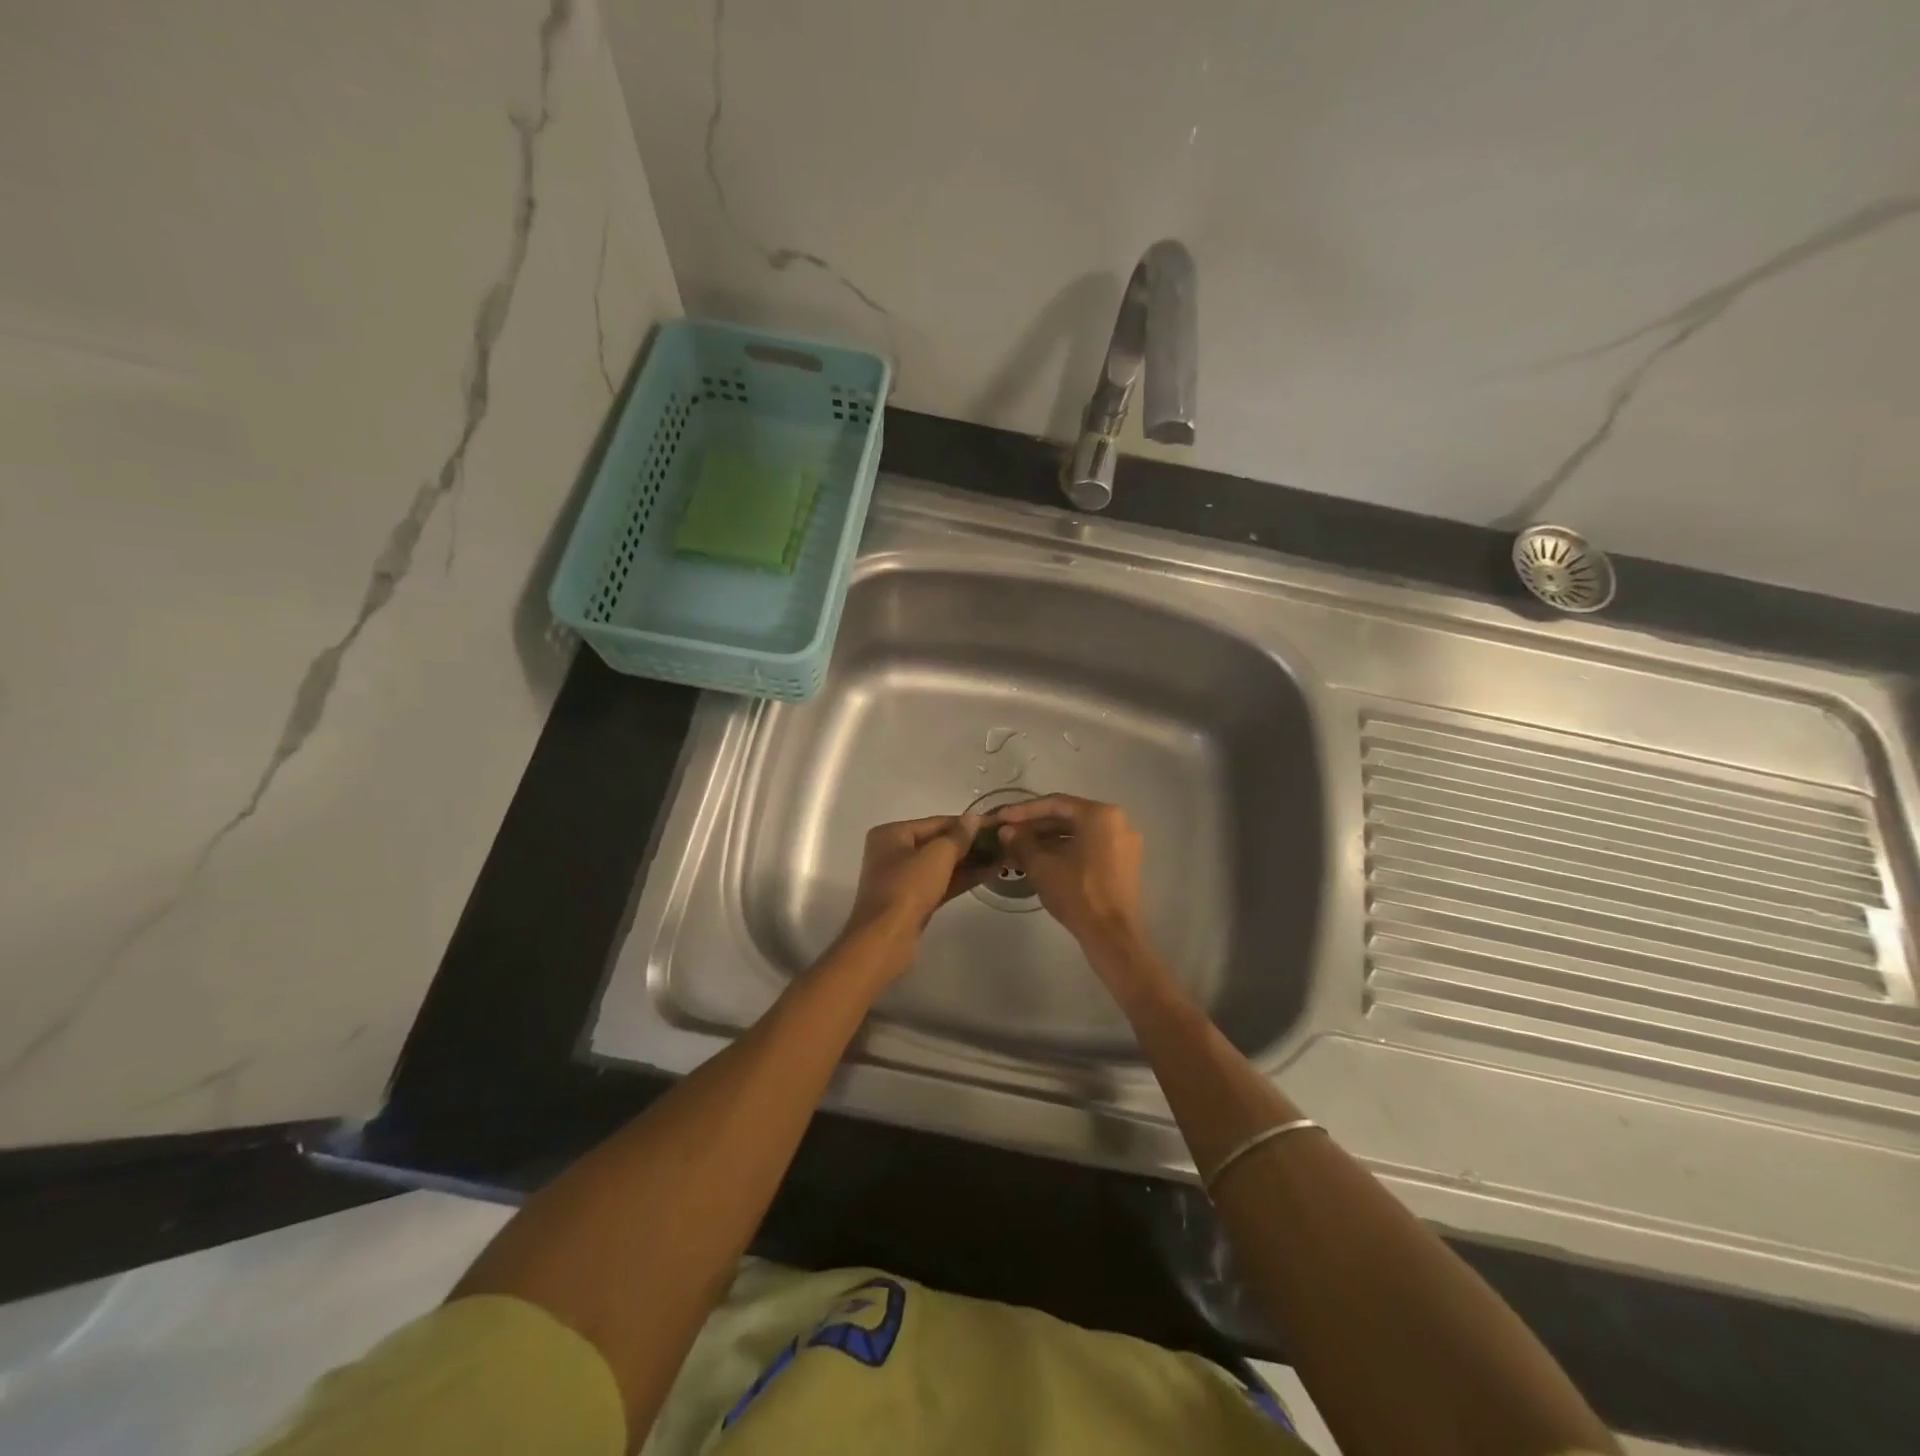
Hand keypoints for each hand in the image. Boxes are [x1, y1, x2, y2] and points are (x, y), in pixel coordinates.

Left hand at [839, 815, 991, 964]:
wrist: (886, 939)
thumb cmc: (908, 888)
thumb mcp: (937, 856)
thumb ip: (958, 836)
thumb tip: (973, 818)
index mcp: (891, 834)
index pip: (935, 822)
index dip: (966, 823)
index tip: (995, 823)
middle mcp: (892, 853)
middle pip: (937, 843)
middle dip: (969, 844)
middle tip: (1001, 841)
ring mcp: (901, 879)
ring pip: (940, 865)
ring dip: (969, 861)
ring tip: (1001, 856)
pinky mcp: (912, 902)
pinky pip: (939, 883)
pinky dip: (961, 878)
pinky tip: (988, 873)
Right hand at [995, 796, 1147, 953]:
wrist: (1112, 935)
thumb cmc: (1077, 893)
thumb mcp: (1041, 865)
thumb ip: (1021, 841)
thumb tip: (1006, 830)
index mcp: (1100, 815)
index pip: (1055, 804)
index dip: (1023, 810)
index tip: (1000, 817)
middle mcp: (1117, 822)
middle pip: (1068, 818)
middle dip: (1035, 827)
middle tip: (1007, 834)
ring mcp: (1123, 844)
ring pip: (1077, 834)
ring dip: (1047, 841)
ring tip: (1018, 850)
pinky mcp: (1124, 863)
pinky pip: (1089, 848)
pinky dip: (1065, 851)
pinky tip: (1040, 862)